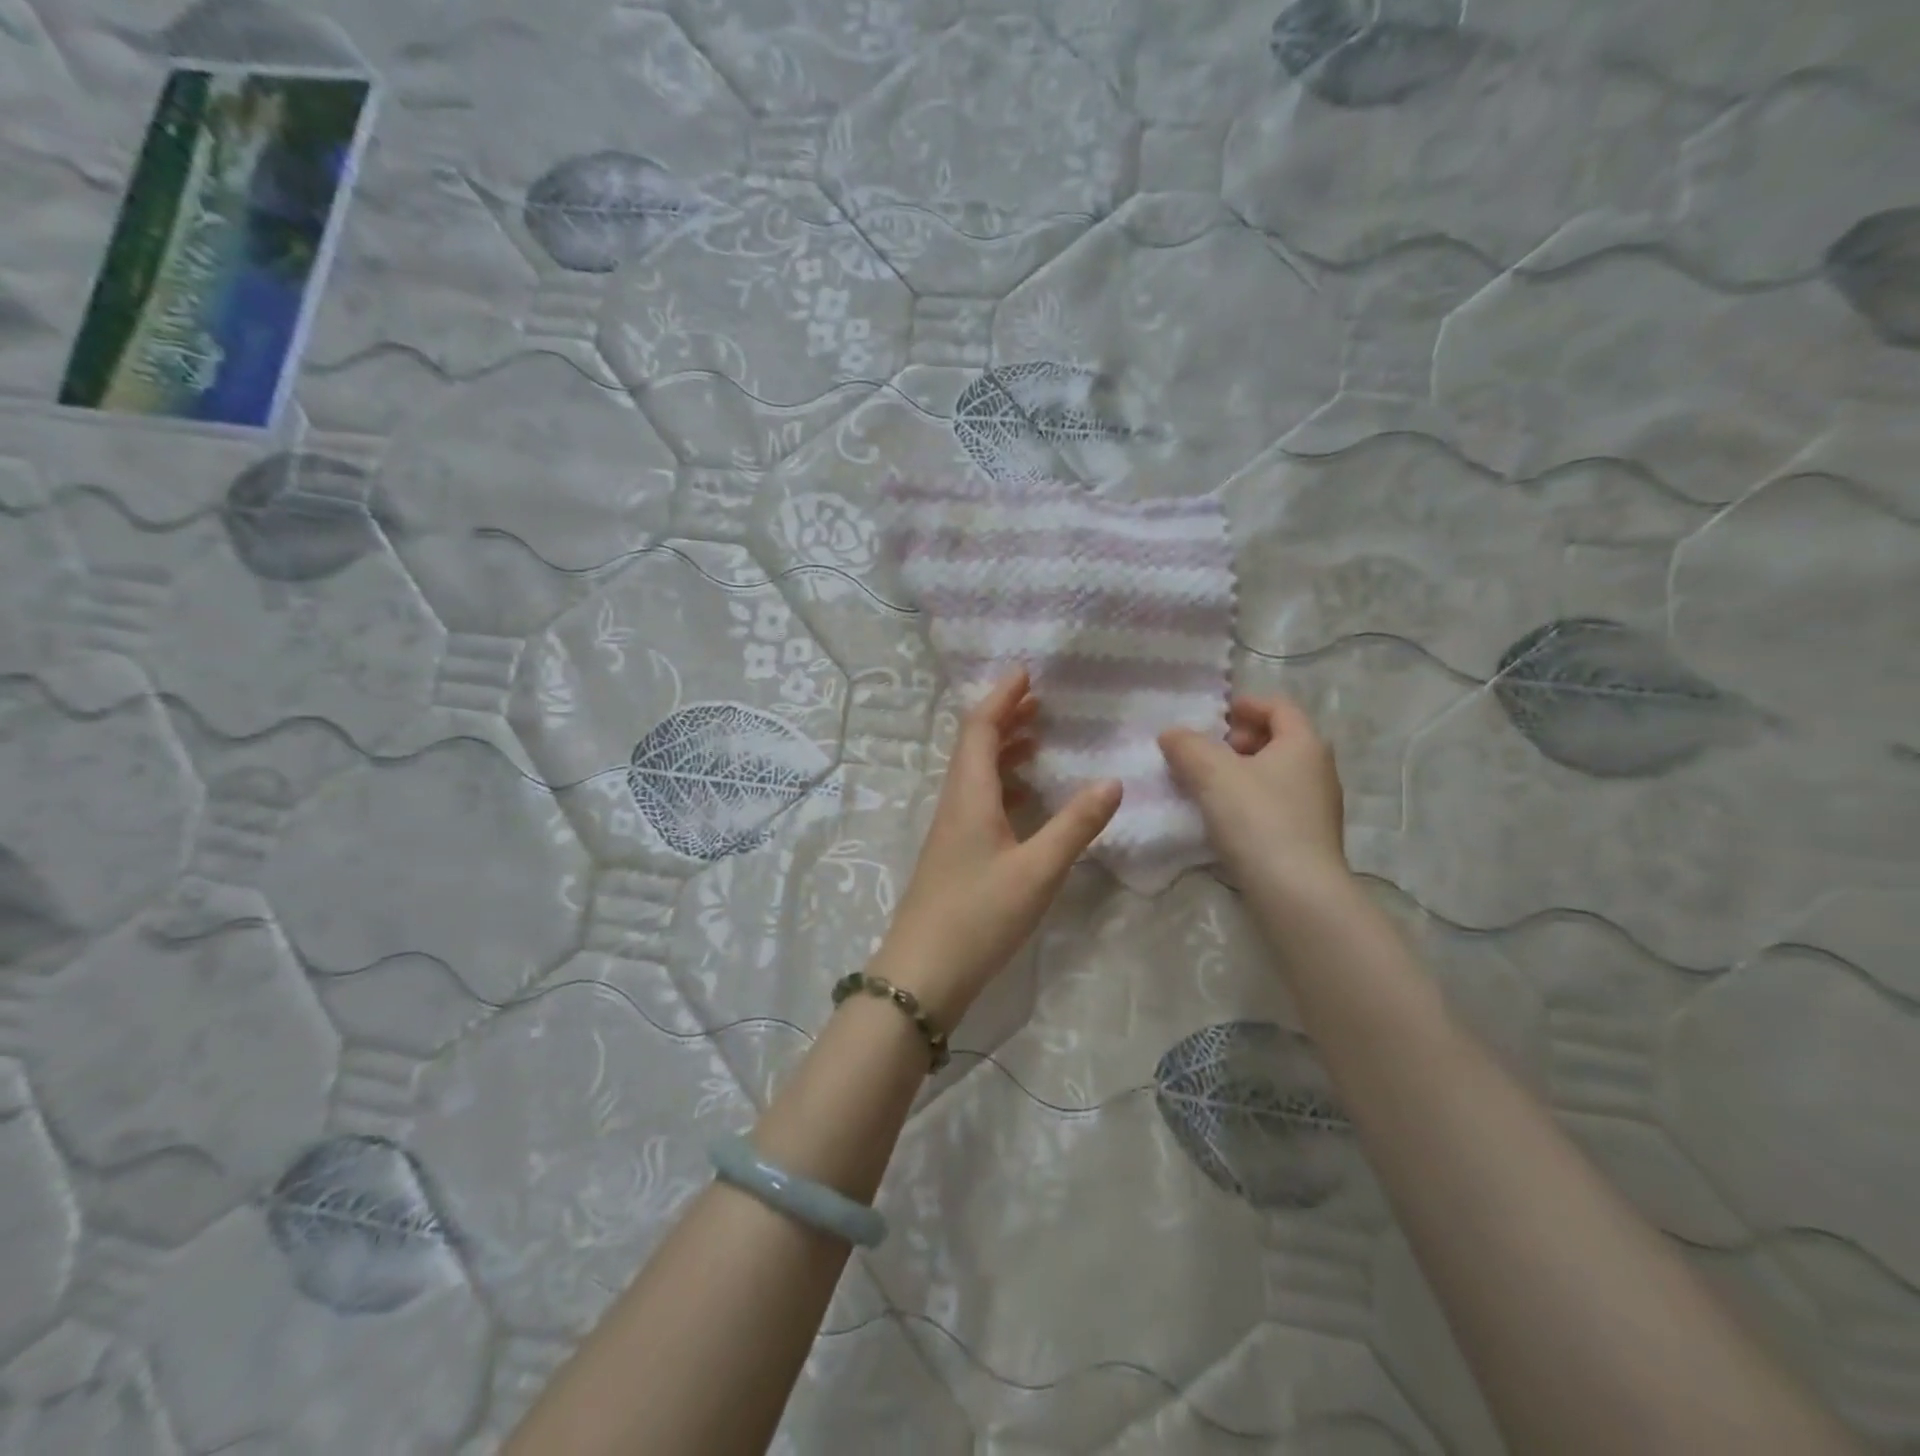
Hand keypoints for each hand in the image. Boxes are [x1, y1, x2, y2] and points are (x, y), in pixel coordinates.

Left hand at [873, 669, 1122, 1027]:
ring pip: (977, 775)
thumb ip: (1076, 825)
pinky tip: (1028, 800)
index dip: (1001, 698)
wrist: (923, 974)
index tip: (1026, 673)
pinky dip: (1004, 785)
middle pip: (975, 746)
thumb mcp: (1038, 870)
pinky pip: (980, 801)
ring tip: (1039, 740)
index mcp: (969, 796)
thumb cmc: (979, 916)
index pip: (979, 729)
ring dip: (1004, 751)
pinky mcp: (955, 854)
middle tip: (1041, 702)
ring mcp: (952, 831)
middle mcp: (956, 804)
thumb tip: (1112, 780)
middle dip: (1005, 719)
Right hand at [1158, 695, 1347, 897]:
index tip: (1213, 717)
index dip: (1244, 705)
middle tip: (1205, 753)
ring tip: (1205, 787)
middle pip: (1277, 740)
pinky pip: (1274, 804)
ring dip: (1240, 773)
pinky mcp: (1308, 838)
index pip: (1278, 706)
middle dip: (1238, 741)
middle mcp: (1318, 769)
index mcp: (1304, 743)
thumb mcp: (1212, 773)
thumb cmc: (1258, 819)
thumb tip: (1171, 734)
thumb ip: (1187, 746)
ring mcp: (1317, 807)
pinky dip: (1248, 800)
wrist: (1296, 893)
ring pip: (1274, 775)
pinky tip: (1222, 819)